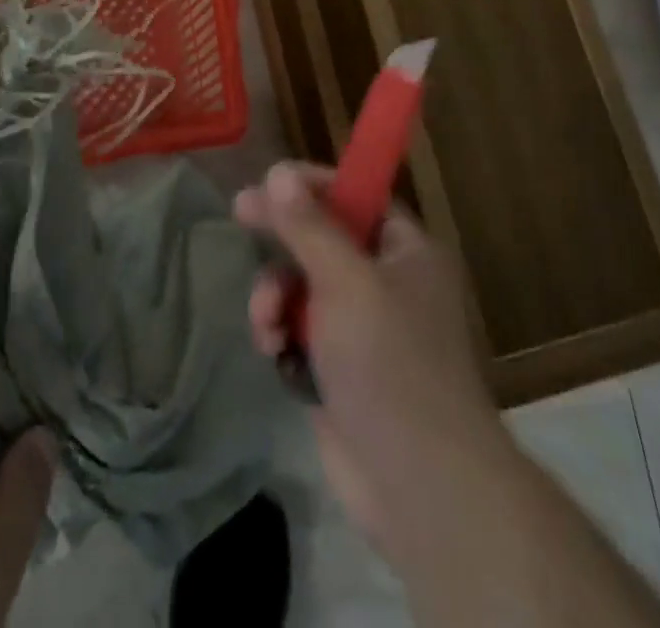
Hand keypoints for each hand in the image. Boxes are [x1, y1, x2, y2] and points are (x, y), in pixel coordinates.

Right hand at [234, 162, 501, 555]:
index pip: (355, 195)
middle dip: (283, 238)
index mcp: (405, 251)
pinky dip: (280, 334)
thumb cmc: (390, 366)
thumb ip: (307, 226)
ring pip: (302, 285)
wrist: (419, 488)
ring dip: (275, 296)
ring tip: (267, 324)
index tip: (268, 179)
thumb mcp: (345, 283)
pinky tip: (274, 352)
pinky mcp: (337, 368)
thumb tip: (277, 172)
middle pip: (322, 238)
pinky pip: (297, 328)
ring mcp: (361, 328)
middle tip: (240, 215)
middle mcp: (386, 281)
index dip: (312, 184)